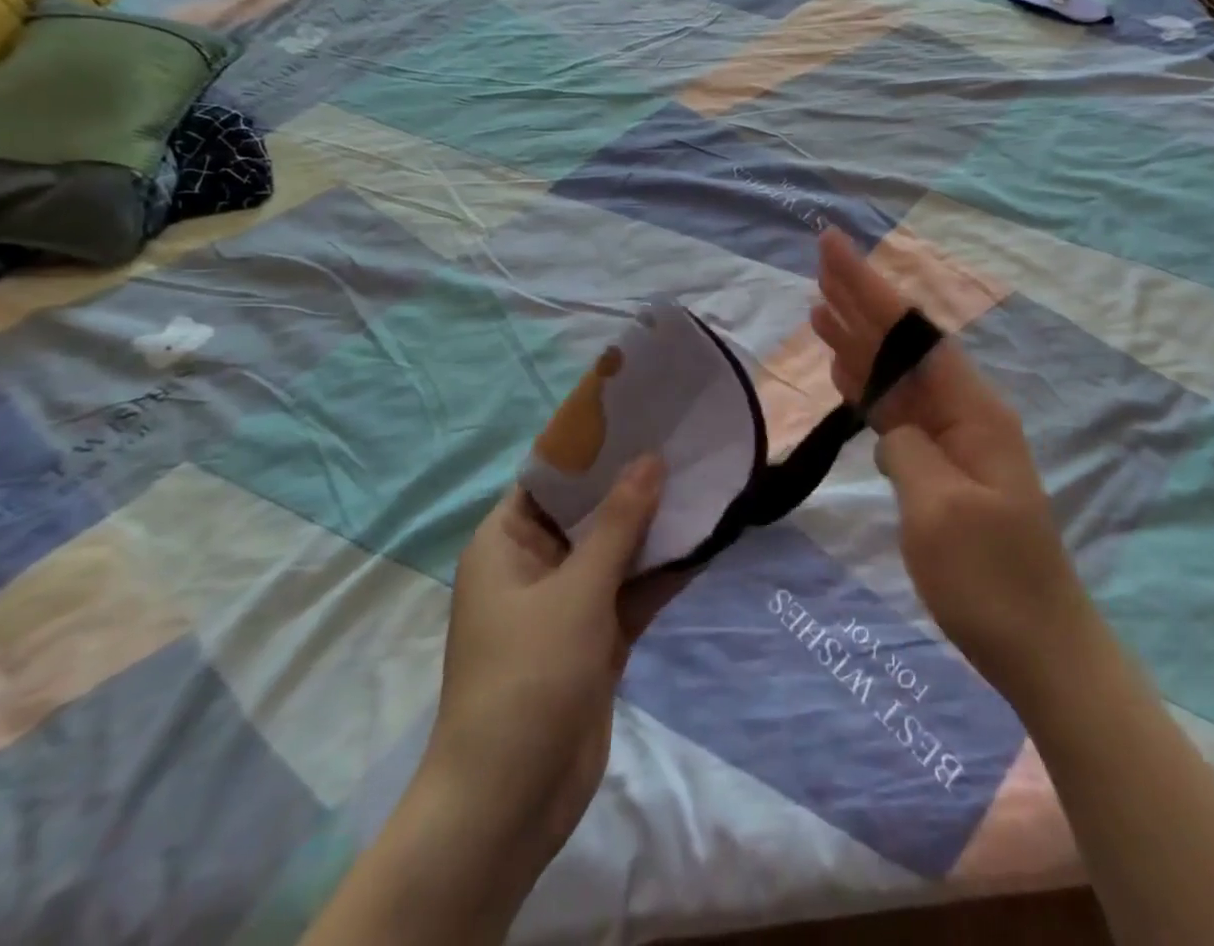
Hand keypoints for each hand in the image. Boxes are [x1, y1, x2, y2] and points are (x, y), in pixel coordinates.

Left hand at [424, 459, 664, 883]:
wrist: (512, 800)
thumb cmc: (528, 674)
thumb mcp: (576, 589)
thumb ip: (619, 523)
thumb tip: (651, 458)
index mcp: (507, 542)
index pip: (549, 476)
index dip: (592, 445)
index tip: (639, 413)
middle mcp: (535, 565)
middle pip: (589, 510)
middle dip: (633, 481)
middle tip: (683, 440)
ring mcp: (567, 603)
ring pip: (616, 549)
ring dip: (655, 526)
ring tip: (704, 481)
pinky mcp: (596, 637)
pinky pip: (632, 590)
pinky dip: (663, 571)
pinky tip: (706, 540)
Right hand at [811, 229, 1093, 700]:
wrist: (1039, 647)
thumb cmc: (992, 581)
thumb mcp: (940, 512)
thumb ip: (908, 449)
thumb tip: (890, 424)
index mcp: (973, 410)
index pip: (912, 334)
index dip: (869, 289)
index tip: (834, 249)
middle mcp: (965, 412)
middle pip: (904, 344)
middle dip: (862, 301)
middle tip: (821, 260)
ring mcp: (953, 440)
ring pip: (897, 375)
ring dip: (859, 340)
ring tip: (819, 307)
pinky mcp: (941, 468)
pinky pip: (897, 412)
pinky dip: (867, 386)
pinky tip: (844, 370)